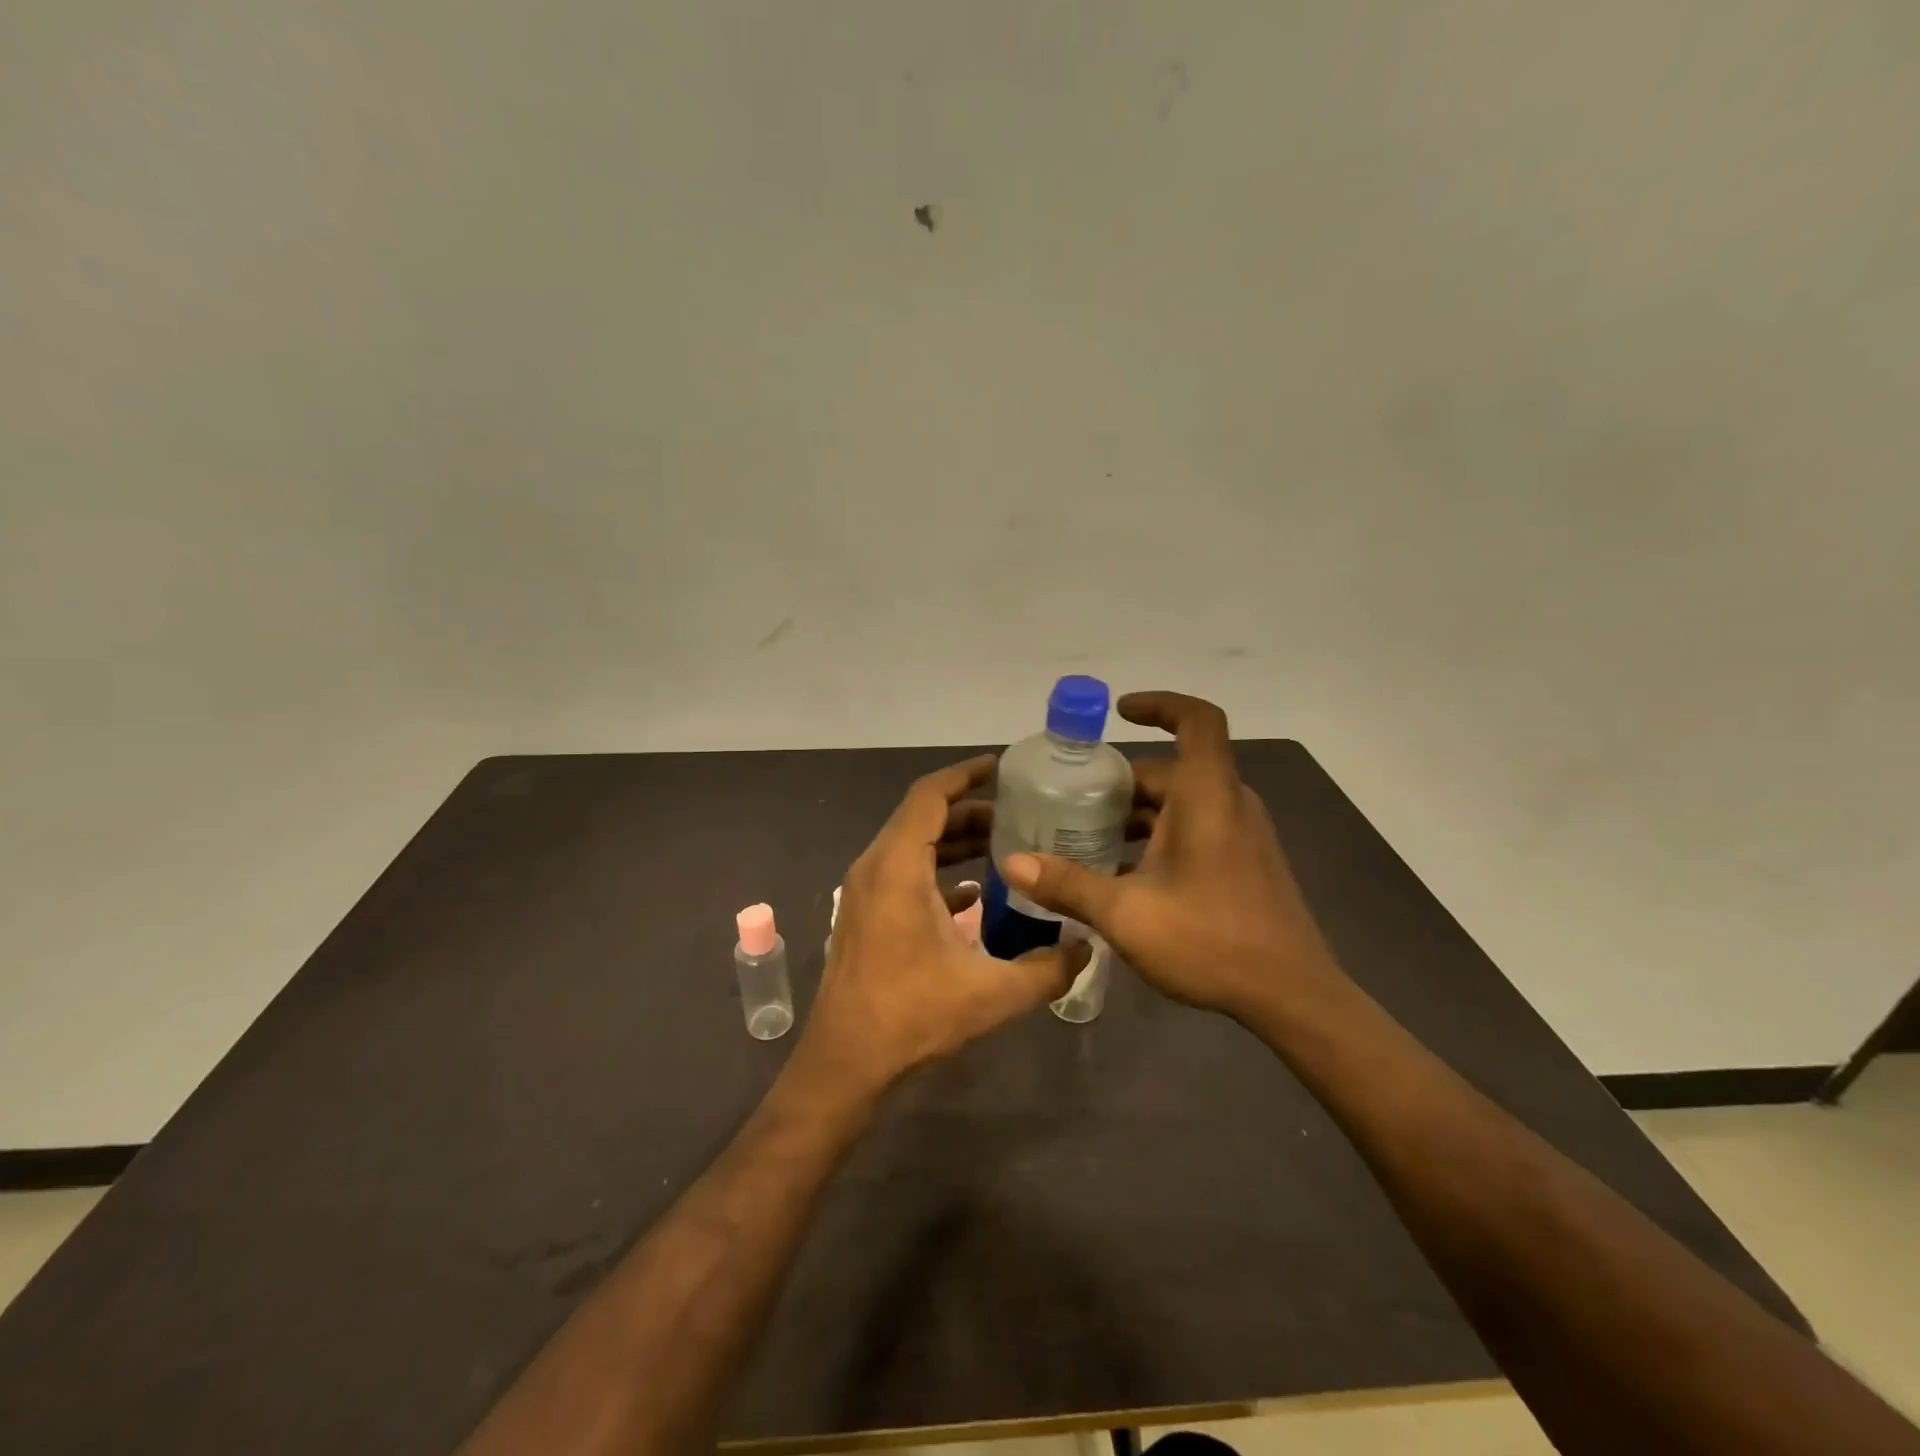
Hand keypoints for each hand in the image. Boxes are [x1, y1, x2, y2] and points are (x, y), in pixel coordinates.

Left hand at [798, 756, 1086, 1095]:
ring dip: (954, 840)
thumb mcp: (992, 994)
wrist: (846, 1061)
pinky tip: (974, 894)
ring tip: (1004, 846)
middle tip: (1019, 815)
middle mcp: (875, 868)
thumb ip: (1048, 969)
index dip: (964, 775)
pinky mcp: (865, 914)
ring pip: (912, 844)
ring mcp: (865, 891)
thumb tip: (1087, 948)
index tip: (1000, 767)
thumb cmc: (912, 1016)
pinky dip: (937, 869)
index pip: (930, 796)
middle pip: (923, 817)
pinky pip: (903, 872)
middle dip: (970, 811)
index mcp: (897, 867)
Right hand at [1000, 690, 1339, 1019]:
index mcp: (1207, 797)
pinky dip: (1157, 835)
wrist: (1293, 996)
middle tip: (1071, 802)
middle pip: (1172, 769)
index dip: (1160, 705)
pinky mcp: (1245, 862)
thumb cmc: (1211, 941)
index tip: (1119, 712)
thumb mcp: (1127, 913)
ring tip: (1086, 839)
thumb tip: (1012, 863)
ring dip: (1136, 813)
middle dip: (1120, 781)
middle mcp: (1229, 804)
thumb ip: (1068, 884)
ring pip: (1181, 803)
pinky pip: (1195, 828)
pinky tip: (1123, 875)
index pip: (1197, 720)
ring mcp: (1242, 835)